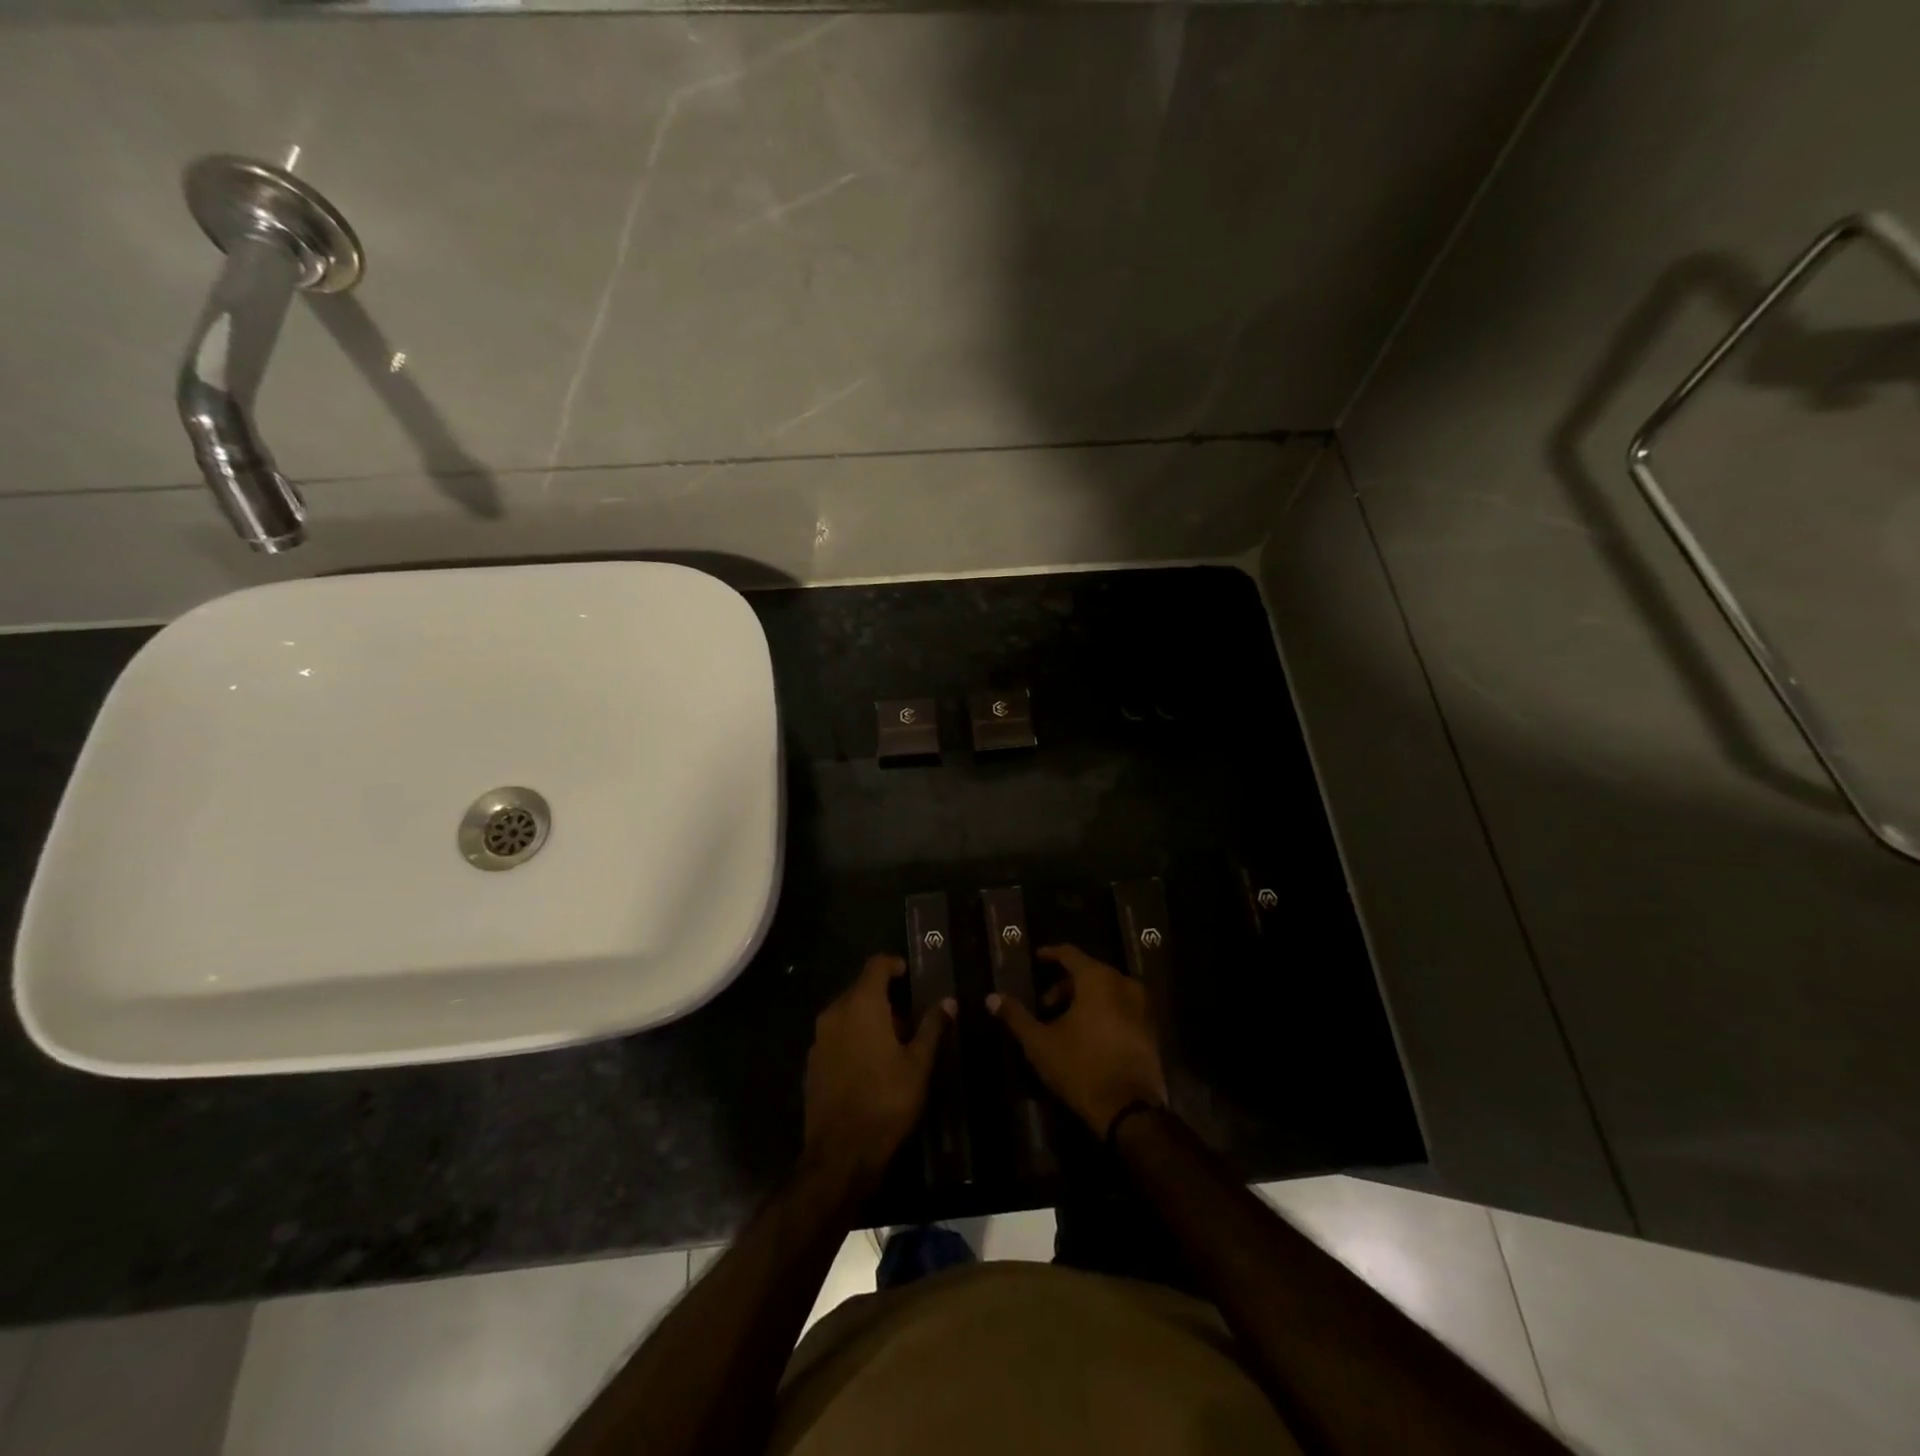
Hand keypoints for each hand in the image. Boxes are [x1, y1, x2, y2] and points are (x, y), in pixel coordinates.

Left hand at [802, 954, 950, 1190]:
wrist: (841, 1153)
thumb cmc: (886, 1101)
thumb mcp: (918, 1064)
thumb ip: (932, 1027)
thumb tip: (948, 1002)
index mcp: (861, 1004)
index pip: (876, 965)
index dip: (894, 965)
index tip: (909, 976)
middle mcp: (834, 1013)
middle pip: (860, 989)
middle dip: (885, 998)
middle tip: (909, 1021)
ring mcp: (819, 1038)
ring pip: (847, 1013)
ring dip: (868, 1019)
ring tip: (893, 1045)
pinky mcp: (811, 1063)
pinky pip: (836, 1036)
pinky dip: (853, 1038)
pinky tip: (870, 1065)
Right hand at [987, 944, 1167, 1137]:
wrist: (1129, 1110)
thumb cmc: (1080, 1067)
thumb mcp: (1040, 1042)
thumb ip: (1015, 1016)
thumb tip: (991, 997)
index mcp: (1097, 978)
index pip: (1070, 954)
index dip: (1051, 954)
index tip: (1037, 959)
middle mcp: (1124, 983)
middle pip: (1089, 972)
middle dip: (1065, 986)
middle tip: (1045, 1005)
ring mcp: (1142, 1006)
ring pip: (1107, 991)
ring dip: (1085, 1000)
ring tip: (1065, 1024)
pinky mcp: (1151, 1029)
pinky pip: (1122, 1008)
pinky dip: (1104, 1012)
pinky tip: (1089, 1036)